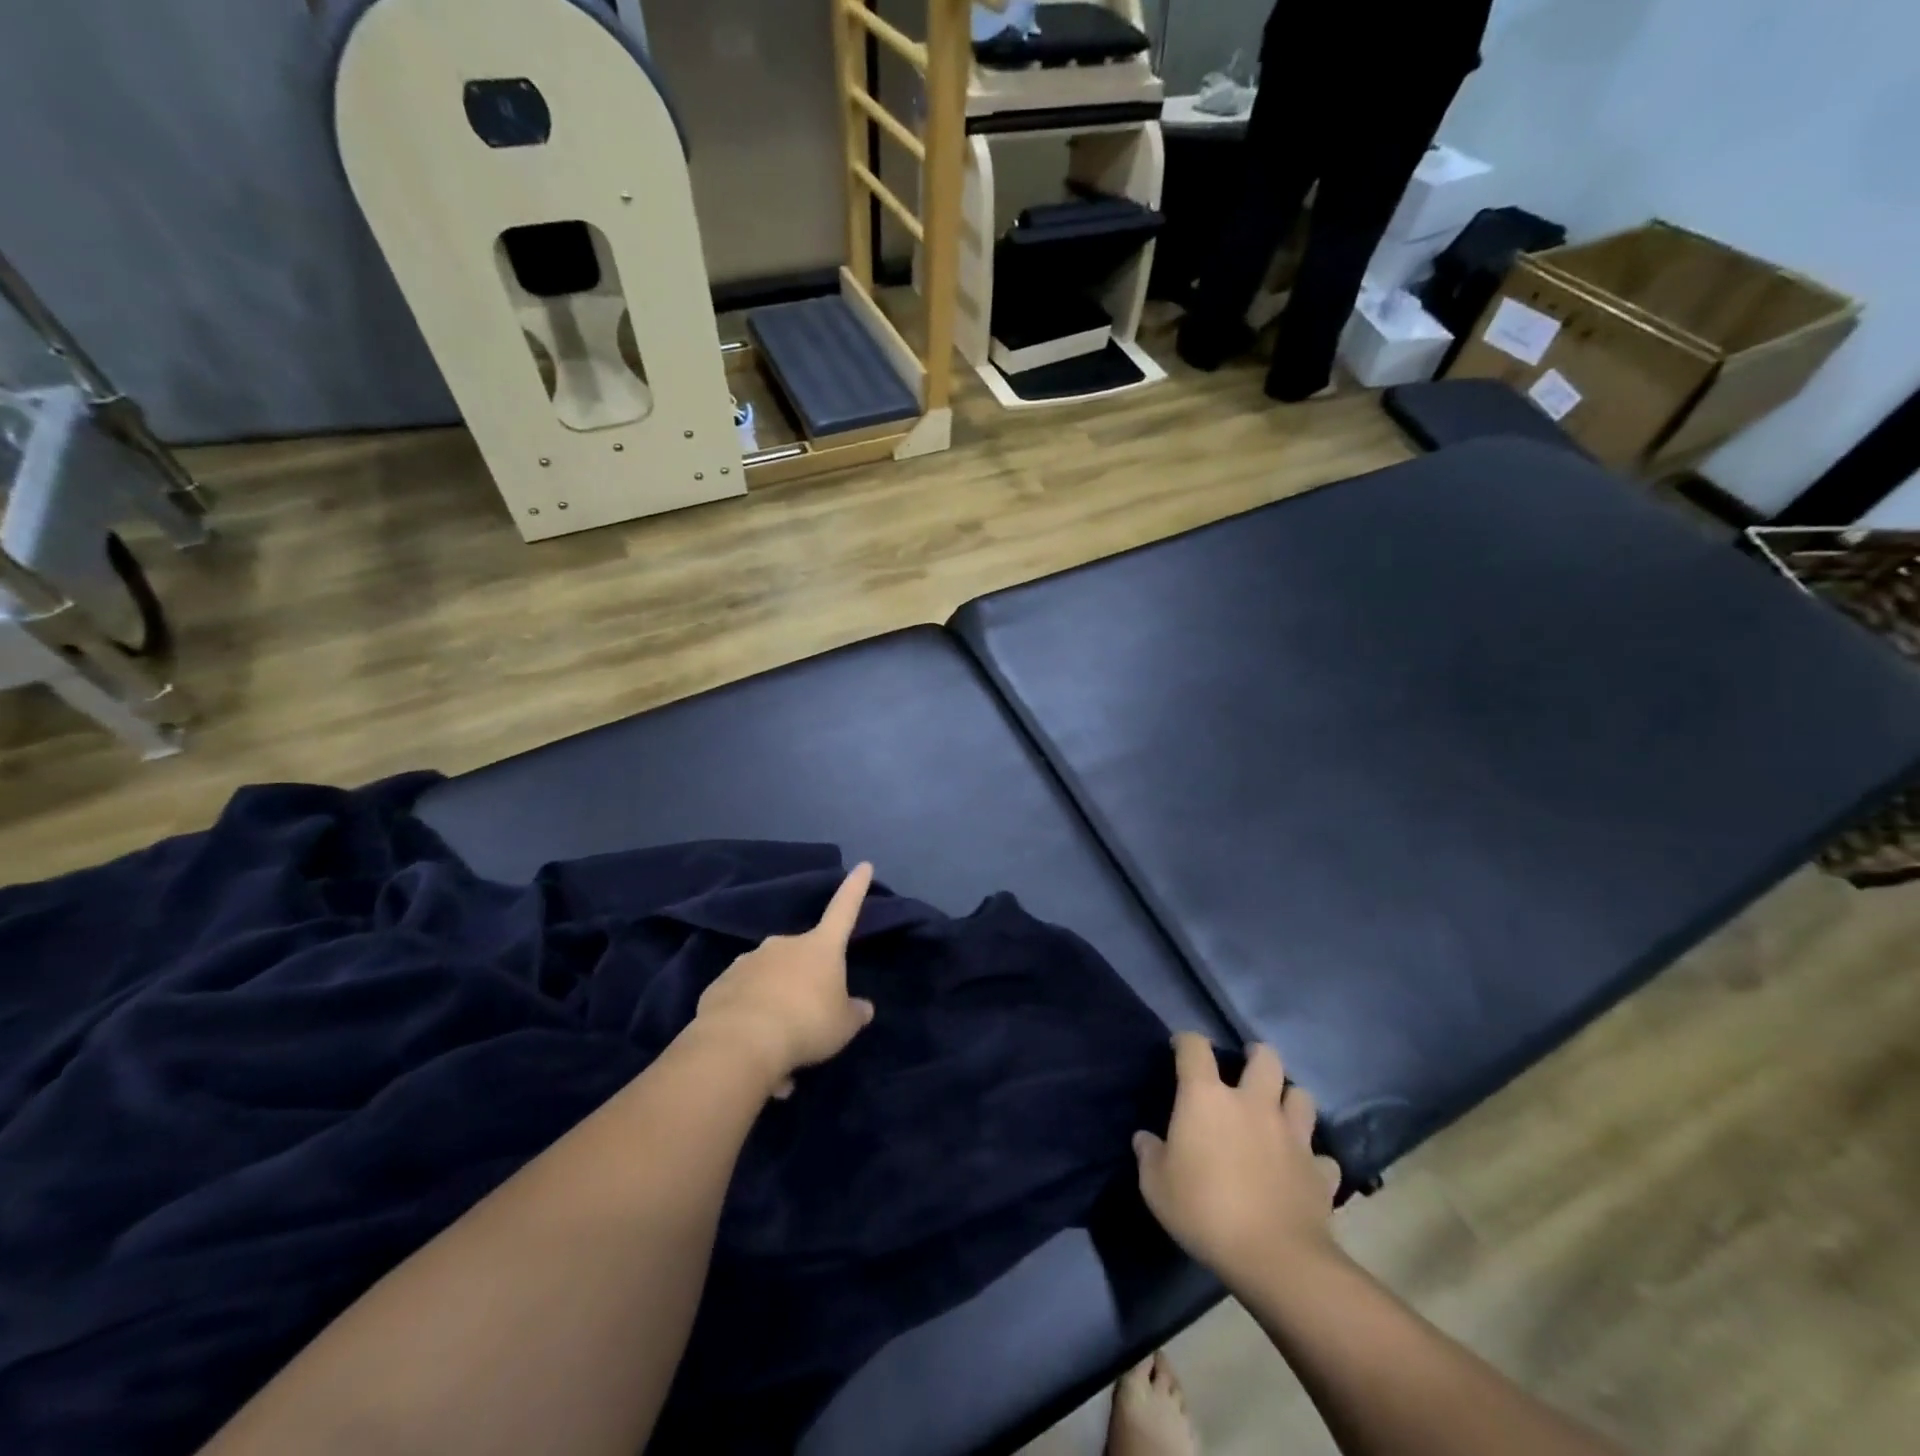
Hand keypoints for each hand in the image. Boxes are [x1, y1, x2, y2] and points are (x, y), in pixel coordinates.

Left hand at [695, 863, 875, 1094]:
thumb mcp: (843, 1026)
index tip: (863, 865)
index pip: (844, 910)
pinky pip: (742, 1000)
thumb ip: (854, 1013)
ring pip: (769, 982)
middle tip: (807, 1023)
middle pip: (801, 959)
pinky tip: (751, 1050)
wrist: (740, 1043)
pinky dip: (749, 1020)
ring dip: (776, 1007)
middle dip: (804, 984)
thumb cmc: (806, 1024)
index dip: (855, 889)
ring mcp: (748, 962)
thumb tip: (862, 1007)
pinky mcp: (719, 986)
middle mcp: (783, 945)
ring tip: (778, 1051)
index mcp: (820, 947)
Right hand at [1133, 1034, 1342, 1289]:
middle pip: (1265, 1058)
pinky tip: (1302, 1169)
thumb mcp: (1156, 1186)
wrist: (1274, 1258)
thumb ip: (1149, 1155)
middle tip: (1246, 1066)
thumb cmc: (1204, 1211)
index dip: (1186, 1041)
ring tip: (1278, 1112)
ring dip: (1289, 1099)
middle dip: (1257, 1056)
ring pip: (1301, 1096)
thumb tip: (1146, 1140)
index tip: (1180, 1047)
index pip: (1195, 1048)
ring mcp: (1292, 1135)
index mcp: (1207, 1098)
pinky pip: (1321, 1156)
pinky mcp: (1319, 1171)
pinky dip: (1312, 1158)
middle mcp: (1253, 1103)